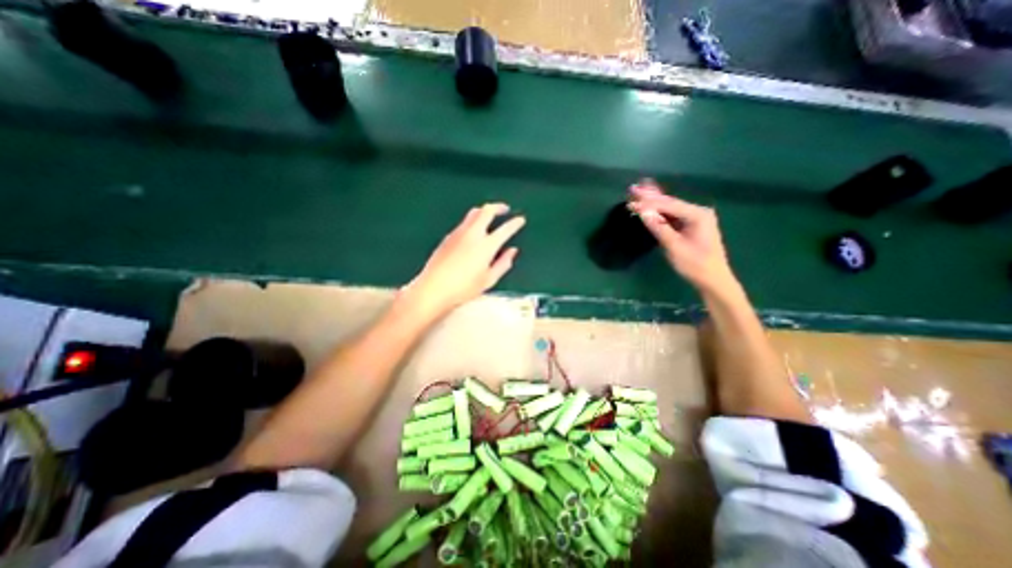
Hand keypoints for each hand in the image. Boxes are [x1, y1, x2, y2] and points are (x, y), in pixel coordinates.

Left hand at [400, 202, 525, 317]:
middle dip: (498, 207)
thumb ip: (503, 263)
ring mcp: (458, 233)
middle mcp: (473, 234)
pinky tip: (473, 232)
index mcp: (486, 245)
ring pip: (473, 213)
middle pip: (487, 210)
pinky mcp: (448, 237)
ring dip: (484, 212)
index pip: (505, 229)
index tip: (520, 220)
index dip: (515, 223)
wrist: (433, 288)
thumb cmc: (464, 288)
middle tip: (505, 210)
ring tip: (489, 218)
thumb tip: (513, 251)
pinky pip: (464, 223)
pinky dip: (472, 222)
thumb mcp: (489, 279)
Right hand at [631, 179, 739, 297]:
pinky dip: (660, 211)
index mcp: (697, 215)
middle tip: (632, 189)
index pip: (668, 205)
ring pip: (670, 208)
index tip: (631, 200)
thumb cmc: (695, 265)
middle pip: (670, 202)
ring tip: (638, 192)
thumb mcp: (674, 247)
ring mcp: (696, 218)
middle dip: (650, 196)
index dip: (648, 202)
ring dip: (654, 202)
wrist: (713, 280)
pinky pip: (673, 215)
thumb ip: (659, 227)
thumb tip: (643, 211)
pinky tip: (650, 204)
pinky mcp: (691, 226)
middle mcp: (698, 212)